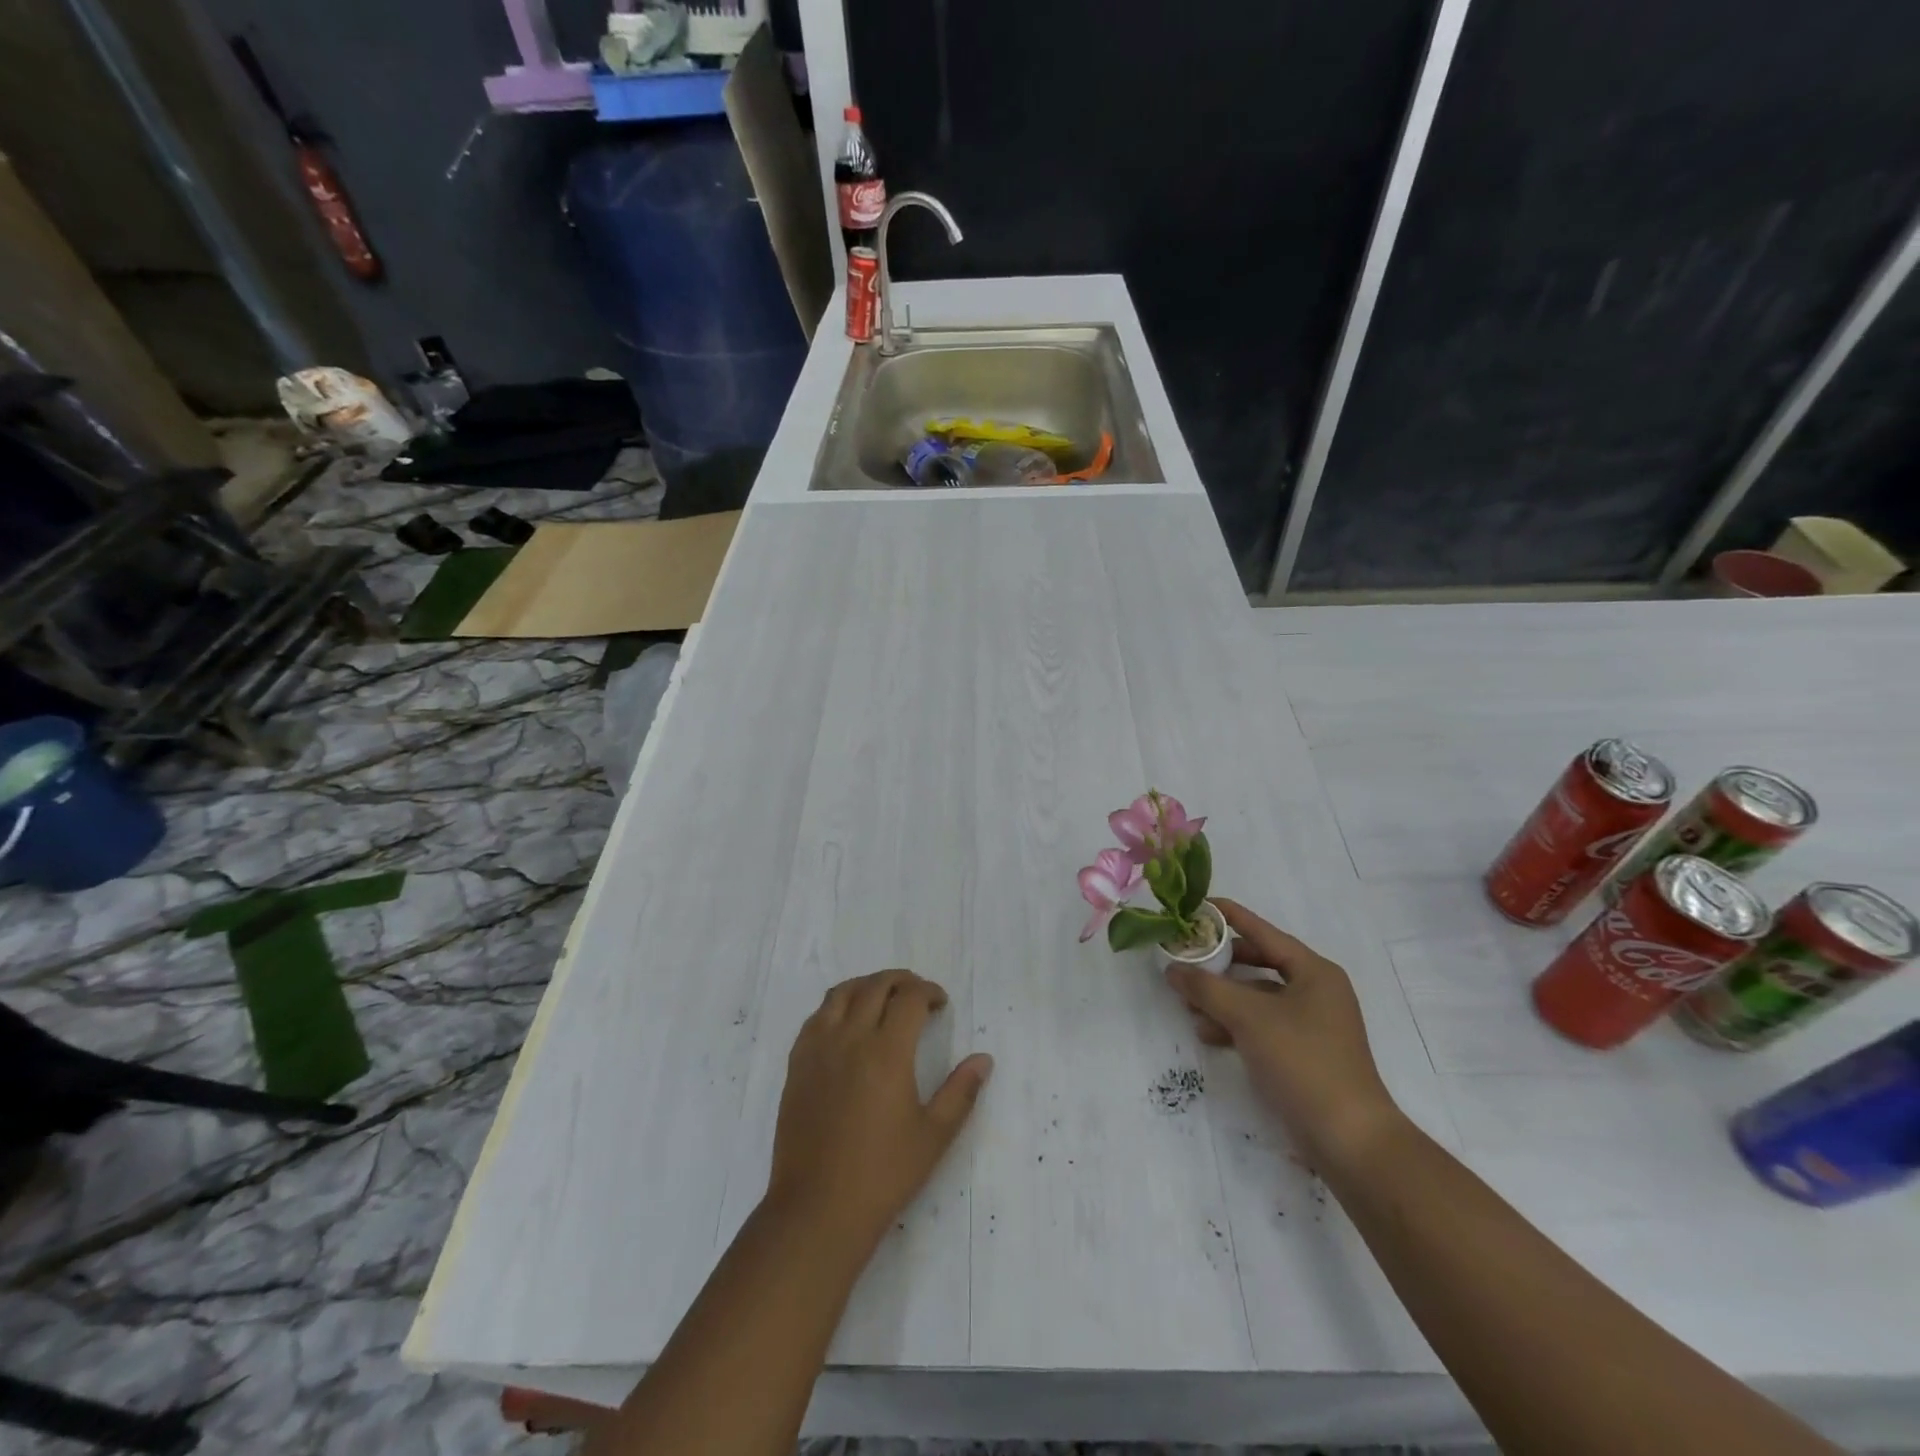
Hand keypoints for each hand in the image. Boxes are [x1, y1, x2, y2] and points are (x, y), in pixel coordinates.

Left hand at [766, 970, 992, 1255]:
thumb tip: (984, 1059)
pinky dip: (837, 1006)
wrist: (817, 1209)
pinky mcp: (797, 1064)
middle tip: (918, 994)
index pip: (909, 998)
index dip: (929, 992)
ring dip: (867, 985)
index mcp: (887, 1051)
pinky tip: (847, 1024)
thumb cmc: (882, 1174)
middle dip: (901, 981)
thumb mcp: (933, 1136)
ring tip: (883, 998)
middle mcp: (850, 1038)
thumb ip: (961, 1092)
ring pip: (841, 993)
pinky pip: (816, 1017)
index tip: (940, 1004)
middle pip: (875, 986)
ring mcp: (818, 1049)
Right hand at [1165, 898, 1399, 1168]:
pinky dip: (1235, 1025)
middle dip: (1220, 965)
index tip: (1198, 905)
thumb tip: (1173, 969)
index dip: (1230, 917)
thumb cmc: (1302, 1061)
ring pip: (1257, 997)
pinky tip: (1208, 1034)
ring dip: (1223, 999)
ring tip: (1188, 1006)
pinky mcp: (1303, 1053)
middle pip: (1259, 964)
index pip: (1264, 932)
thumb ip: (1207, 988)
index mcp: (1314, 972)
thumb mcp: (1248, 1017)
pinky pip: (1262, 1025)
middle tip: (1186, 960)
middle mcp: (1315, 991)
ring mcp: (1311, 1024)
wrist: (1349, 1139)